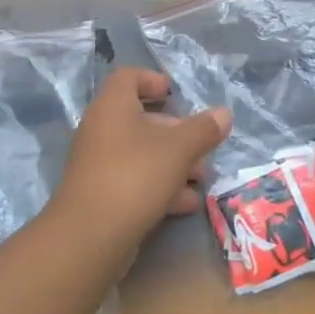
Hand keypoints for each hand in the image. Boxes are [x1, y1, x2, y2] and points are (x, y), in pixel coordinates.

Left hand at [55, 68, 231, 233]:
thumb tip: (224, 113)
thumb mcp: (178, 150)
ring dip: (173, 163)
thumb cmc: (135, 176)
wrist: (90, 236)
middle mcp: (101, 129)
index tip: (175, 93)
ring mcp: (98, 163)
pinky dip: (159, 186)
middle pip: (140, 119)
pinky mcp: (100, 194)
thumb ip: (203, 130)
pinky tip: (186, 204)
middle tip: (202, 147)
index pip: (128, 77)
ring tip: (201, 179)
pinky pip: (133, 180)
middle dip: (175, 132)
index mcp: (112, 107)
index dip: (152, 80)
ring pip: (140, 153)